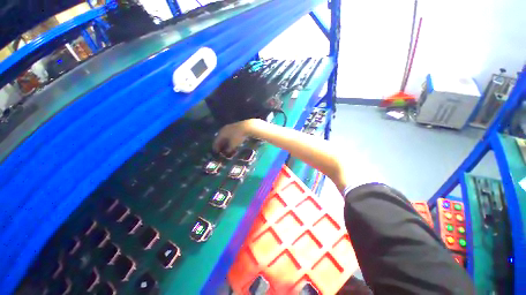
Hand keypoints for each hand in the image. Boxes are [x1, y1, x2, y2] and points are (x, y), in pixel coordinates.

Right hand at [213, 119, 257, 153]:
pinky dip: (230, 139)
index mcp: (221, 133)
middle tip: (221, 150)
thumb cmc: (238, 136)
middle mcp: (223, 129)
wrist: (247, 127)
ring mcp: (229, 127)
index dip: (216, 148)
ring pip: (225, 136)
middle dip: (220, 144)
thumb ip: (229, 149)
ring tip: (227, 147)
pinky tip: (232, 142)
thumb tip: (227, 152)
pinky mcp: (235, 126)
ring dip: (225, 142)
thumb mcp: (233, 145)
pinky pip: (230, 134)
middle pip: (220, 138)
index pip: (216, 141)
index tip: (216, 152)